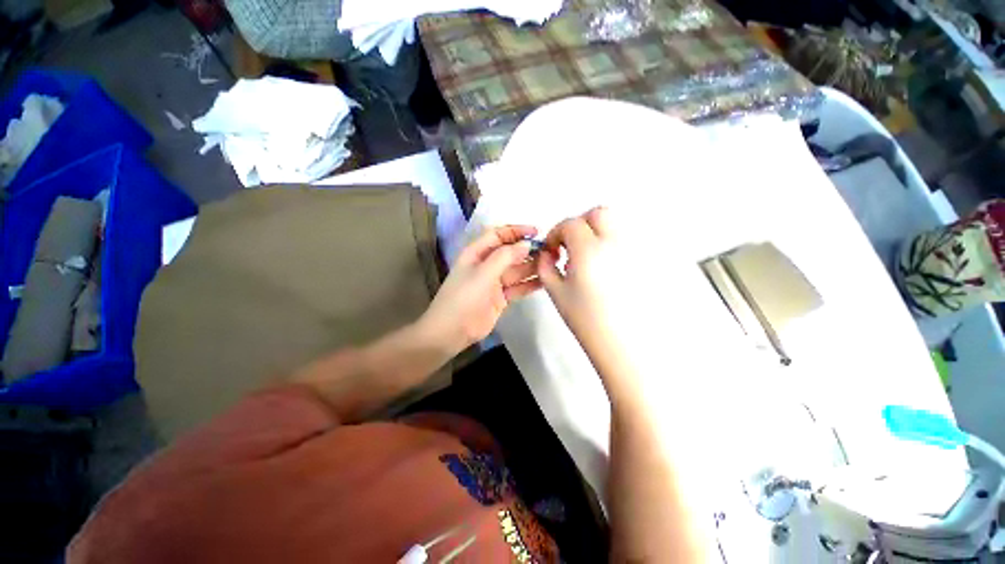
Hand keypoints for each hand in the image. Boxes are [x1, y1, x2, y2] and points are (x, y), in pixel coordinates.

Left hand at [418, 225, 541, 353]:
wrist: (452, 331)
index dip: (516, 231)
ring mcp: (495, 282)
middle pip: (511, 253)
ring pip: (517, 270)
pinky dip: (530, 284)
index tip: (536, 232)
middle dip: (529, 250)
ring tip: (553, 264)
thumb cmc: (464, 297)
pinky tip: (545, 282)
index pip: (498, 235)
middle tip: (551, 251)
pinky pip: (518, 287)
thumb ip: (505, 257)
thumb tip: (527, 244)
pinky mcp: (501, 298)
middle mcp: (487, 265)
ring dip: (532, 267)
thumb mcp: (483, 273)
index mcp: (477, 253)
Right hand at [536, 207, 623, 354]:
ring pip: (614, 224)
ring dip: (594, 232)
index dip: (556, 232)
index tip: (552, 248)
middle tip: (569, 245)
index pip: (571, 224)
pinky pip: (623, 240)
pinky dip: (608, 243)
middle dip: (579, 224)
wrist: (619, 340)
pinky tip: (600, 265)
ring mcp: (631, 251)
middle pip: (598, 213)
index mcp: (588, 251)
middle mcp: (613, 244)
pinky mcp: (640, 261)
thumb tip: (547, 252)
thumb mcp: (555, 290)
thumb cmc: (584, 318)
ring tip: (584, 255)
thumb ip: (545, 265)